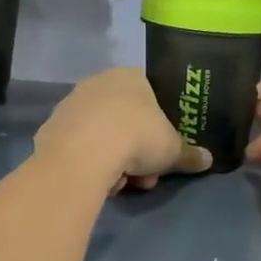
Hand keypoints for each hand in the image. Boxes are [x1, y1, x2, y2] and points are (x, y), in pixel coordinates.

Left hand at [35, 68, 211, 193]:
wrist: (84, 153)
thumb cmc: (137, 137)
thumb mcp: (172, 149)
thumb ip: (190, 154)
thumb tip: (208, 160)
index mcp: (130, 76)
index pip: (151, 97)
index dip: (159, 127)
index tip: (162, 151)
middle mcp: (98, 83)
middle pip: (125, 121)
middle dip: (137, 151)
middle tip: (145, 175)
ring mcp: (71, 105)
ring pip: (102, 136)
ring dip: (115, 162)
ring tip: (120, 184)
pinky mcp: (51, 129)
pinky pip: (79, 148)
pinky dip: (89, 164)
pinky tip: (96, 181)